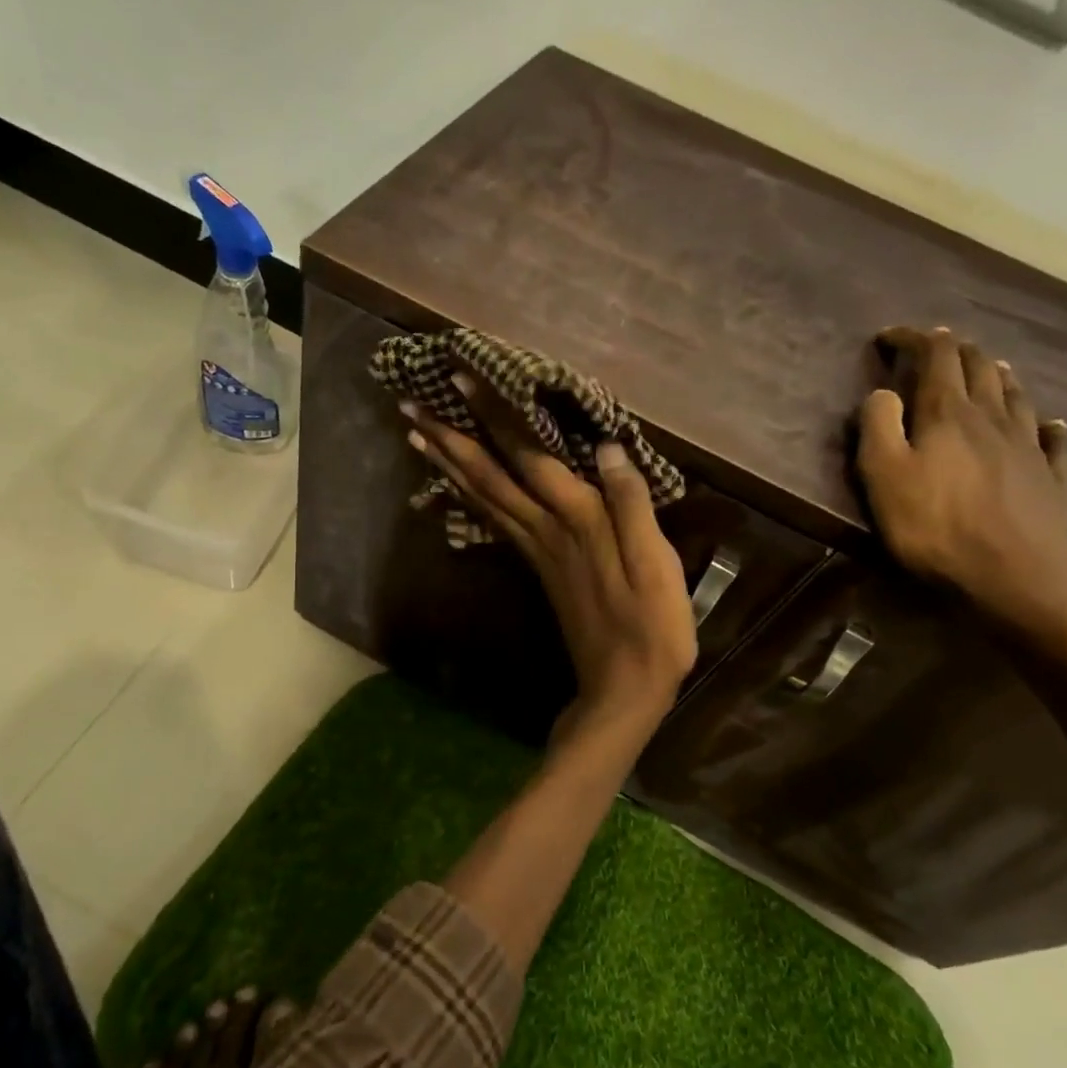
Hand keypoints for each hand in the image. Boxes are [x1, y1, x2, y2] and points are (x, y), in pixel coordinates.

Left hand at [400, 372, 696, 732]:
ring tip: (416, 437)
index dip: (496, 417)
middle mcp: (545, 530)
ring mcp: (536, 551)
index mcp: (577, 521)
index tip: (462, 380)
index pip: (529, 457)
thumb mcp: (655, 564)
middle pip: (488, 477)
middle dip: (450, 438)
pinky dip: (468, 498)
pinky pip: (493, 523)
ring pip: (482, 499)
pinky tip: (455, 486)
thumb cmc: (651, 626)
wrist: (622, 687)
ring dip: (448, 465)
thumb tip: (606, 448)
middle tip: (411, 405)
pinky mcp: (537, 569)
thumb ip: (631, 504)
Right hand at [857, 326, 1066, 647]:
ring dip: (996, 374)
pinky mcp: (1052, 479)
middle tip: (934, 347)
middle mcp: (994, 418)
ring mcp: (1030, 447)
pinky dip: (1046, 423)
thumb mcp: (884, 477)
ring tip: (986, 367)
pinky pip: (1053, 439)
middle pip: (979, 367)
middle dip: (954, 350)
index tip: (889, 336)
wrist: (1015, 582)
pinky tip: (1049, 423)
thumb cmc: (936, 528)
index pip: (936, 356)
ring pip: (1015, 394)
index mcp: (949, 413)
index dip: (913, 338)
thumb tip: (882, 392)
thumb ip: (877, 427)